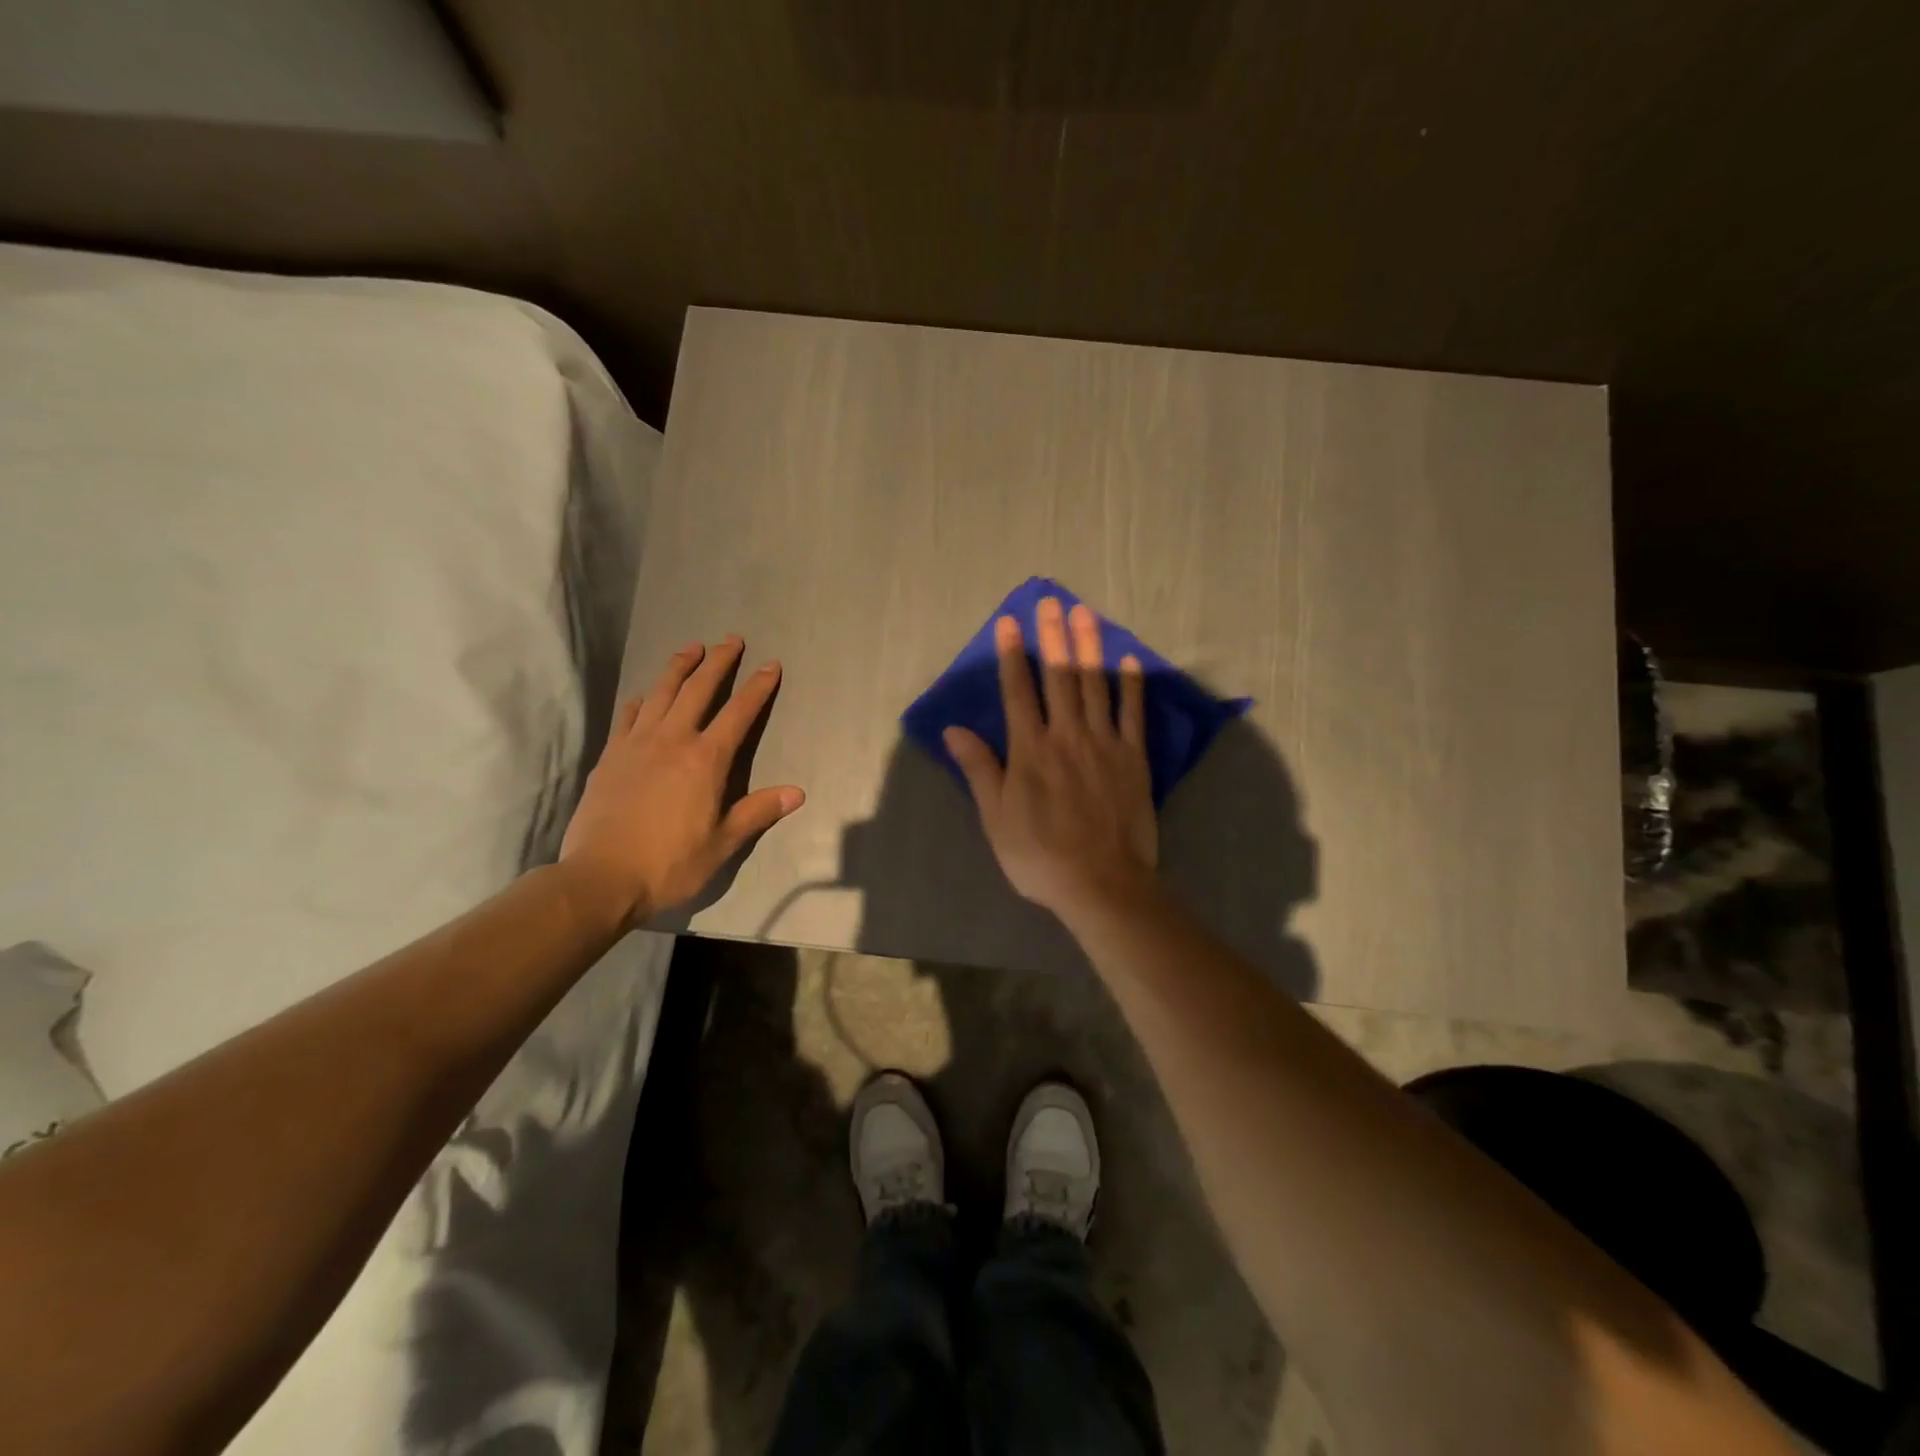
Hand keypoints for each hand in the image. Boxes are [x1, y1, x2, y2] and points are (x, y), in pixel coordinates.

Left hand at [560, 637, 804, 923]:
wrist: (600, 878)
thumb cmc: (670, 864)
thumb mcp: (723, 843)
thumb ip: (758, 812)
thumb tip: (797, 793)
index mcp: (706, 760)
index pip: (739, 713)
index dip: (758, 687)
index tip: (771, 665)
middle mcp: (672, 740)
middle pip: (698, 689)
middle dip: (718, 662)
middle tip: (732, 639)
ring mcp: (636, 744)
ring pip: (660, 693)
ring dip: (678, 667)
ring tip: (691, 648)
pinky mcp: (610, 756)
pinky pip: (628, 716)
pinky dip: (641, 700)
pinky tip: (644, 696)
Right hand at [944, 598, 1157, 920]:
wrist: (1100, 882)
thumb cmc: (1039, 854)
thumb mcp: (996, 816)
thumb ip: (979, 768)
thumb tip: (954, 729)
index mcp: (1031, 749)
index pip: (1018, 691)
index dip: (1012, 655)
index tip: (1009, 623)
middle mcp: (1067, 735)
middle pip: (1059, 677)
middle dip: (1053, 636)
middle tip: (1051, 601)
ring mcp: (1104, 743)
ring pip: (1095, 685)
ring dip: (1089, 647)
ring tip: (1084, 614)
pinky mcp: (1133, 758)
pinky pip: (1133, 714)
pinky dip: (1130, 685)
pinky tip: (1127, 660)